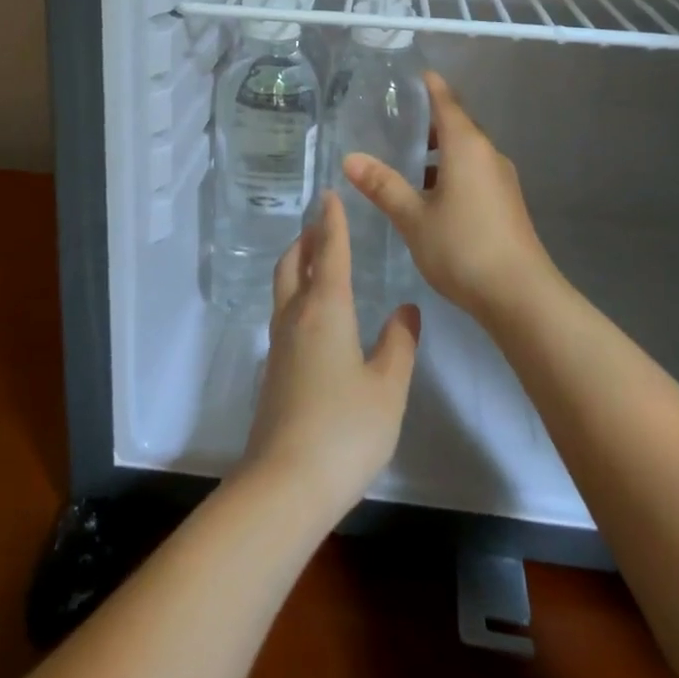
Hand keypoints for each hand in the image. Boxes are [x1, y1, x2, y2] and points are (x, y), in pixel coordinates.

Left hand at [241, 192, 420, 518]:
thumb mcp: (387, 388)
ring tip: (315, 260)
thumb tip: (405, 310)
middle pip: (293, 264)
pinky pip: (284, 314)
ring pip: (283, 288)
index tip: (329, 194)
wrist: (285, 483)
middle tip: (321, 225)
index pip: (329, 252)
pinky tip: (313, 316)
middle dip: (306, 239)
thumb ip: (399, 345)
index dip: (331, 222)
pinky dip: (296, 295)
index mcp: (326, 310)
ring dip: (297, 265)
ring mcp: (279, 345)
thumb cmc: (345, 430)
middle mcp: (296, 317)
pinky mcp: (273, 371)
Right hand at [342, 70, 554, 325]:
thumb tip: (350, 158)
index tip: (412, 75)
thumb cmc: (463, 247)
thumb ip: (383, 185)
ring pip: (465, 152)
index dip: (430, 87)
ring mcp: (500, 180)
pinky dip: (450, 172)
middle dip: (428, 121)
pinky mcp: (505, 203)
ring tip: (403, 160)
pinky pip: (473, 173)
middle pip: (457, 126)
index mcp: (466, 147)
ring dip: (438, 152)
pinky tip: (428, 195)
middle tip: (393, 121)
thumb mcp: (413, 217)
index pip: (446, 103)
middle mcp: (487, 155)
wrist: (520, 297)